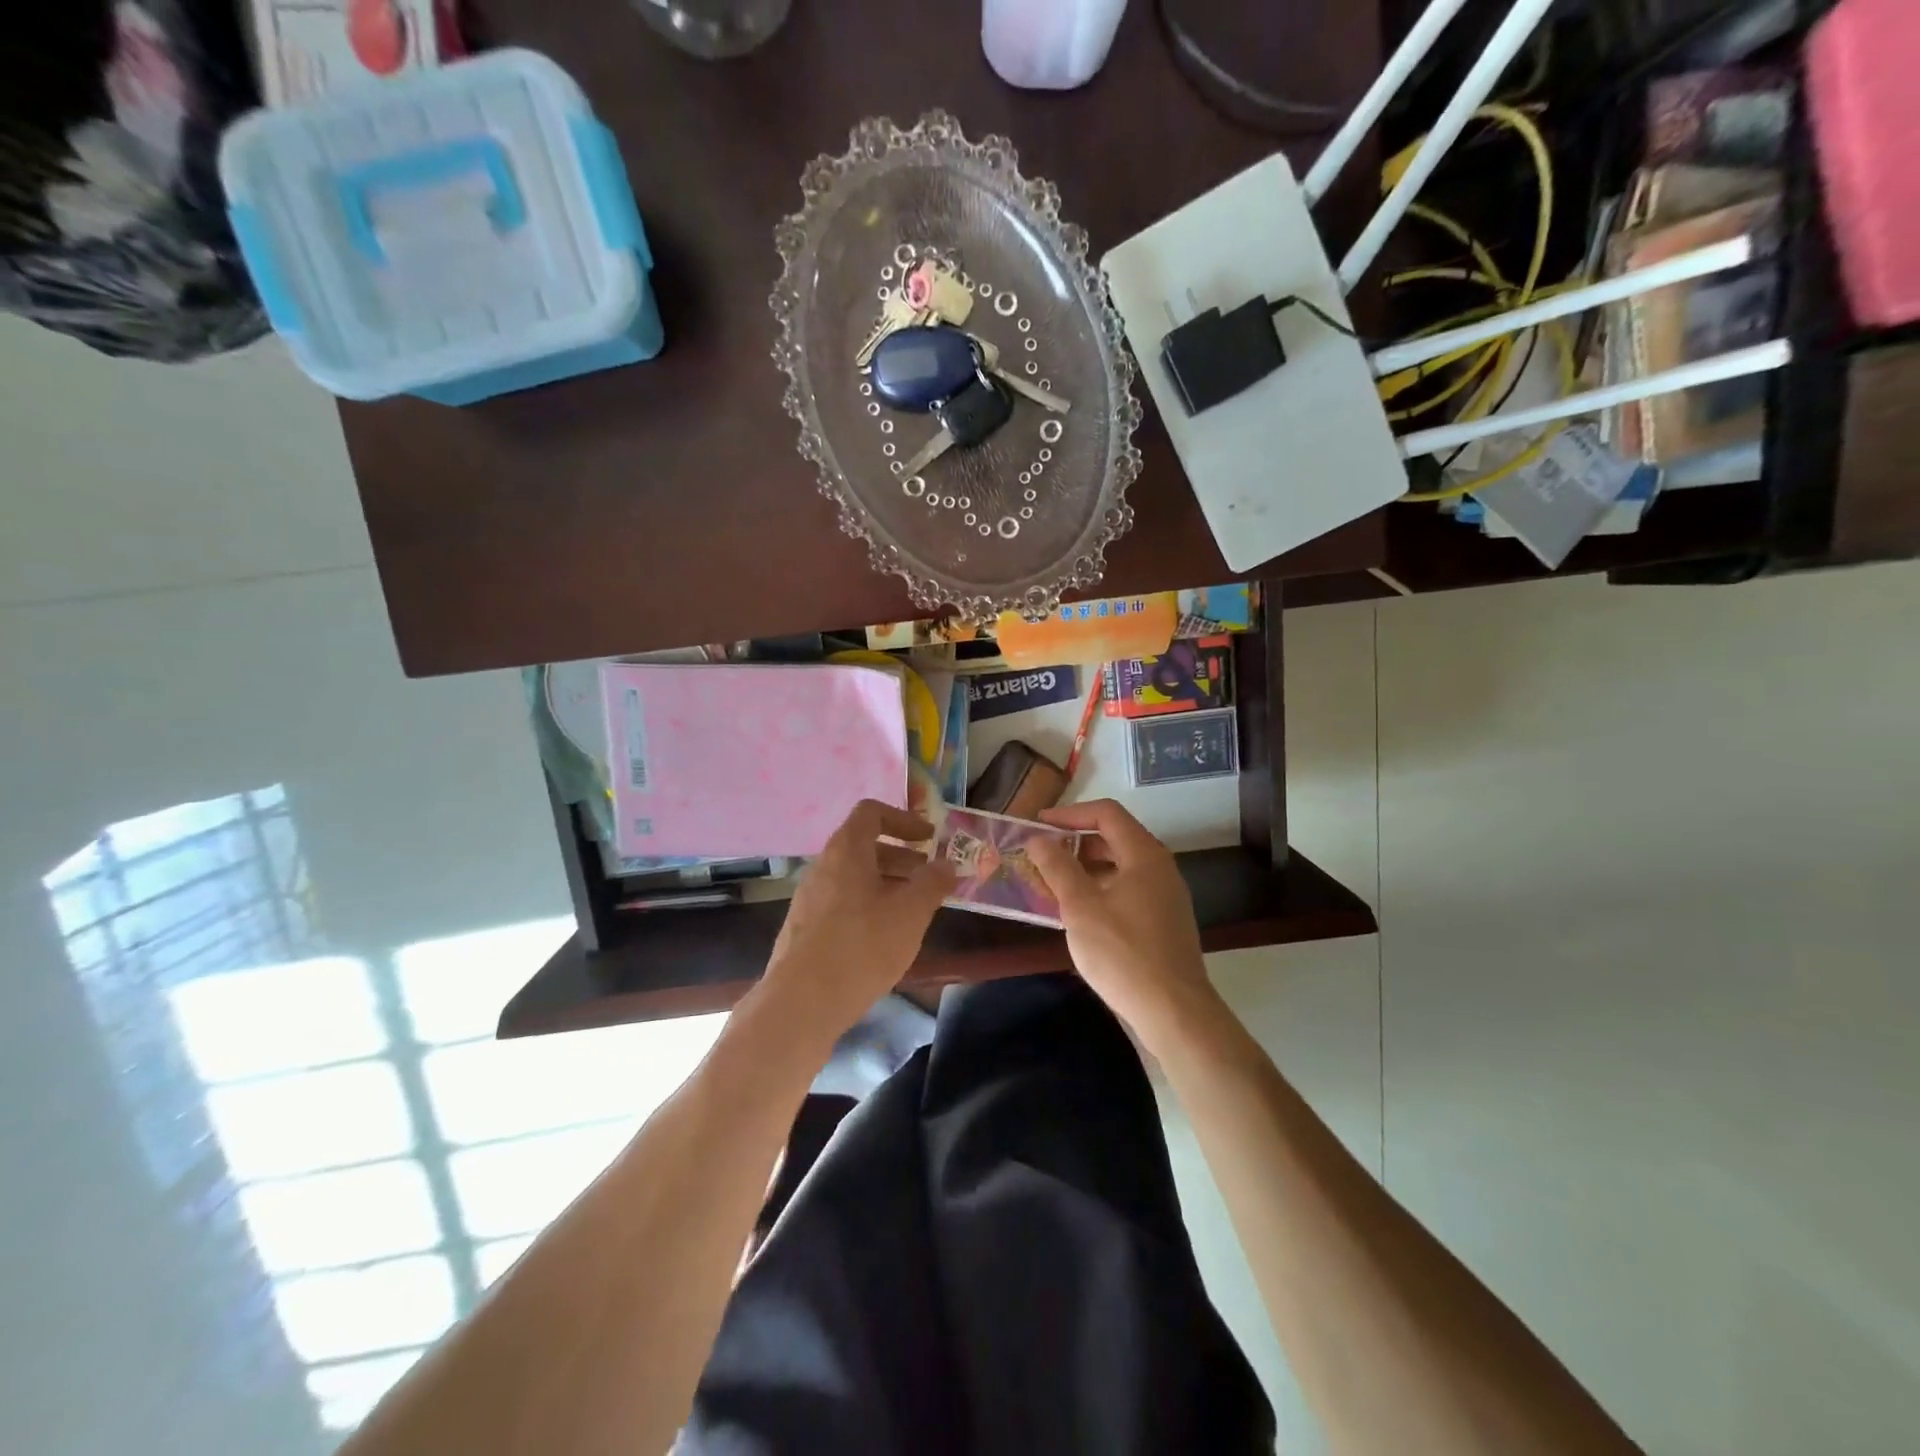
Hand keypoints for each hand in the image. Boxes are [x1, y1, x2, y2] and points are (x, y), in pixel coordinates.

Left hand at [757, 800, 955, 1046]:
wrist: (800, 1003)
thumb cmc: (862, 946)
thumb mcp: (910, 912)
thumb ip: (932, 882)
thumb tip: (946, 864)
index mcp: (846, 850)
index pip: (871, 812)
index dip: (904, 819)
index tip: (930, 839)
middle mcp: (823, 866)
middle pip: (864, 845)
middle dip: (901, 856)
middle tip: (929, 877)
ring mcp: (809, 898)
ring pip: (853, 877)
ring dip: (886, 883)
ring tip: (913, 910)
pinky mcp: (805, 927)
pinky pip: (842, 901)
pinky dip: (868, 905)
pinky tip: (884, 937)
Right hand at [1025, 801, 1219, 1047]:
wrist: (1174, 1011)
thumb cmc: (1123, 953)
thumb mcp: (1081, 908)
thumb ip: (1058, 868)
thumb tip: (1038, 840)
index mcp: (1144, 855)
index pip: (1106, 813)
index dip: (1069, 814)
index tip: (1039, 825)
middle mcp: (1160, 868)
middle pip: (1115, 838)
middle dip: (1076, 842)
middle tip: (1042, 855)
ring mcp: (1166, 896)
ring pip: (1121, 867)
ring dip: (1086, 869)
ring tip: (1053, 884)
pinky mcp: (1164, 921)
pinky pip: (1128, 890)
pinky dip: (1101, 890)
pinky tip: (1079, 913)